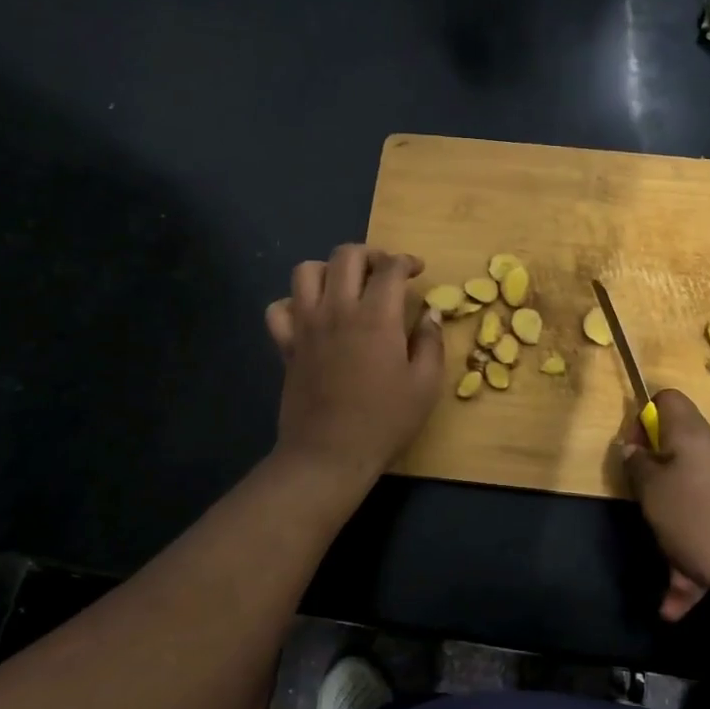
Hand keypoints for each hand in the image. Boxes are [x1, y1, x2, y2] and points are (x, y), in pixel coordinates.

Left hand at [264, 245, 444, 487]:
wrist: (329, 454)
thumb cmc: (384, 421)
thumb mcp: (425, 385)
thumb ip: (430, 342)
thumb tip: (429, 313)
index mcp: (376, 317)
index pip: (390, 268)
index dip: (406, 261)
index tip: (417, 270)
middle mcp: (337, 310)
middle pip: (346, 256)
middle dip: (370, 254)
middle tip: (384, 272)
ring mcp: (306, 326)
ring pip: (306, 271)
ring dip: (329, 270)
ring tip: (346, 286)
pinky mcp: (286, 345)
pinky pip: (278, 309)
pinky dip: (293, 303)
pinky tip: (311, 316)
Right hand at [621, 389, 709, 620]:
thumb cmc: (703, 519)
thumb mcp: (653, 493)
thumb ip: (638, 467)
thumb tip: (633, 448)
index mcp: (692, 436)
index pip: (667, 400)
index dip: (643, 418)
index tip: (634, 452)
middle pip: (678, 455)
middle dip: (657, 485)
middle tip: (646, 510)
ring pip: (694, 501)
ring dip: (675, 534)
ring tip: (666, 576)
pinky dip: (695, 560)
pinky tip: (679, 603)